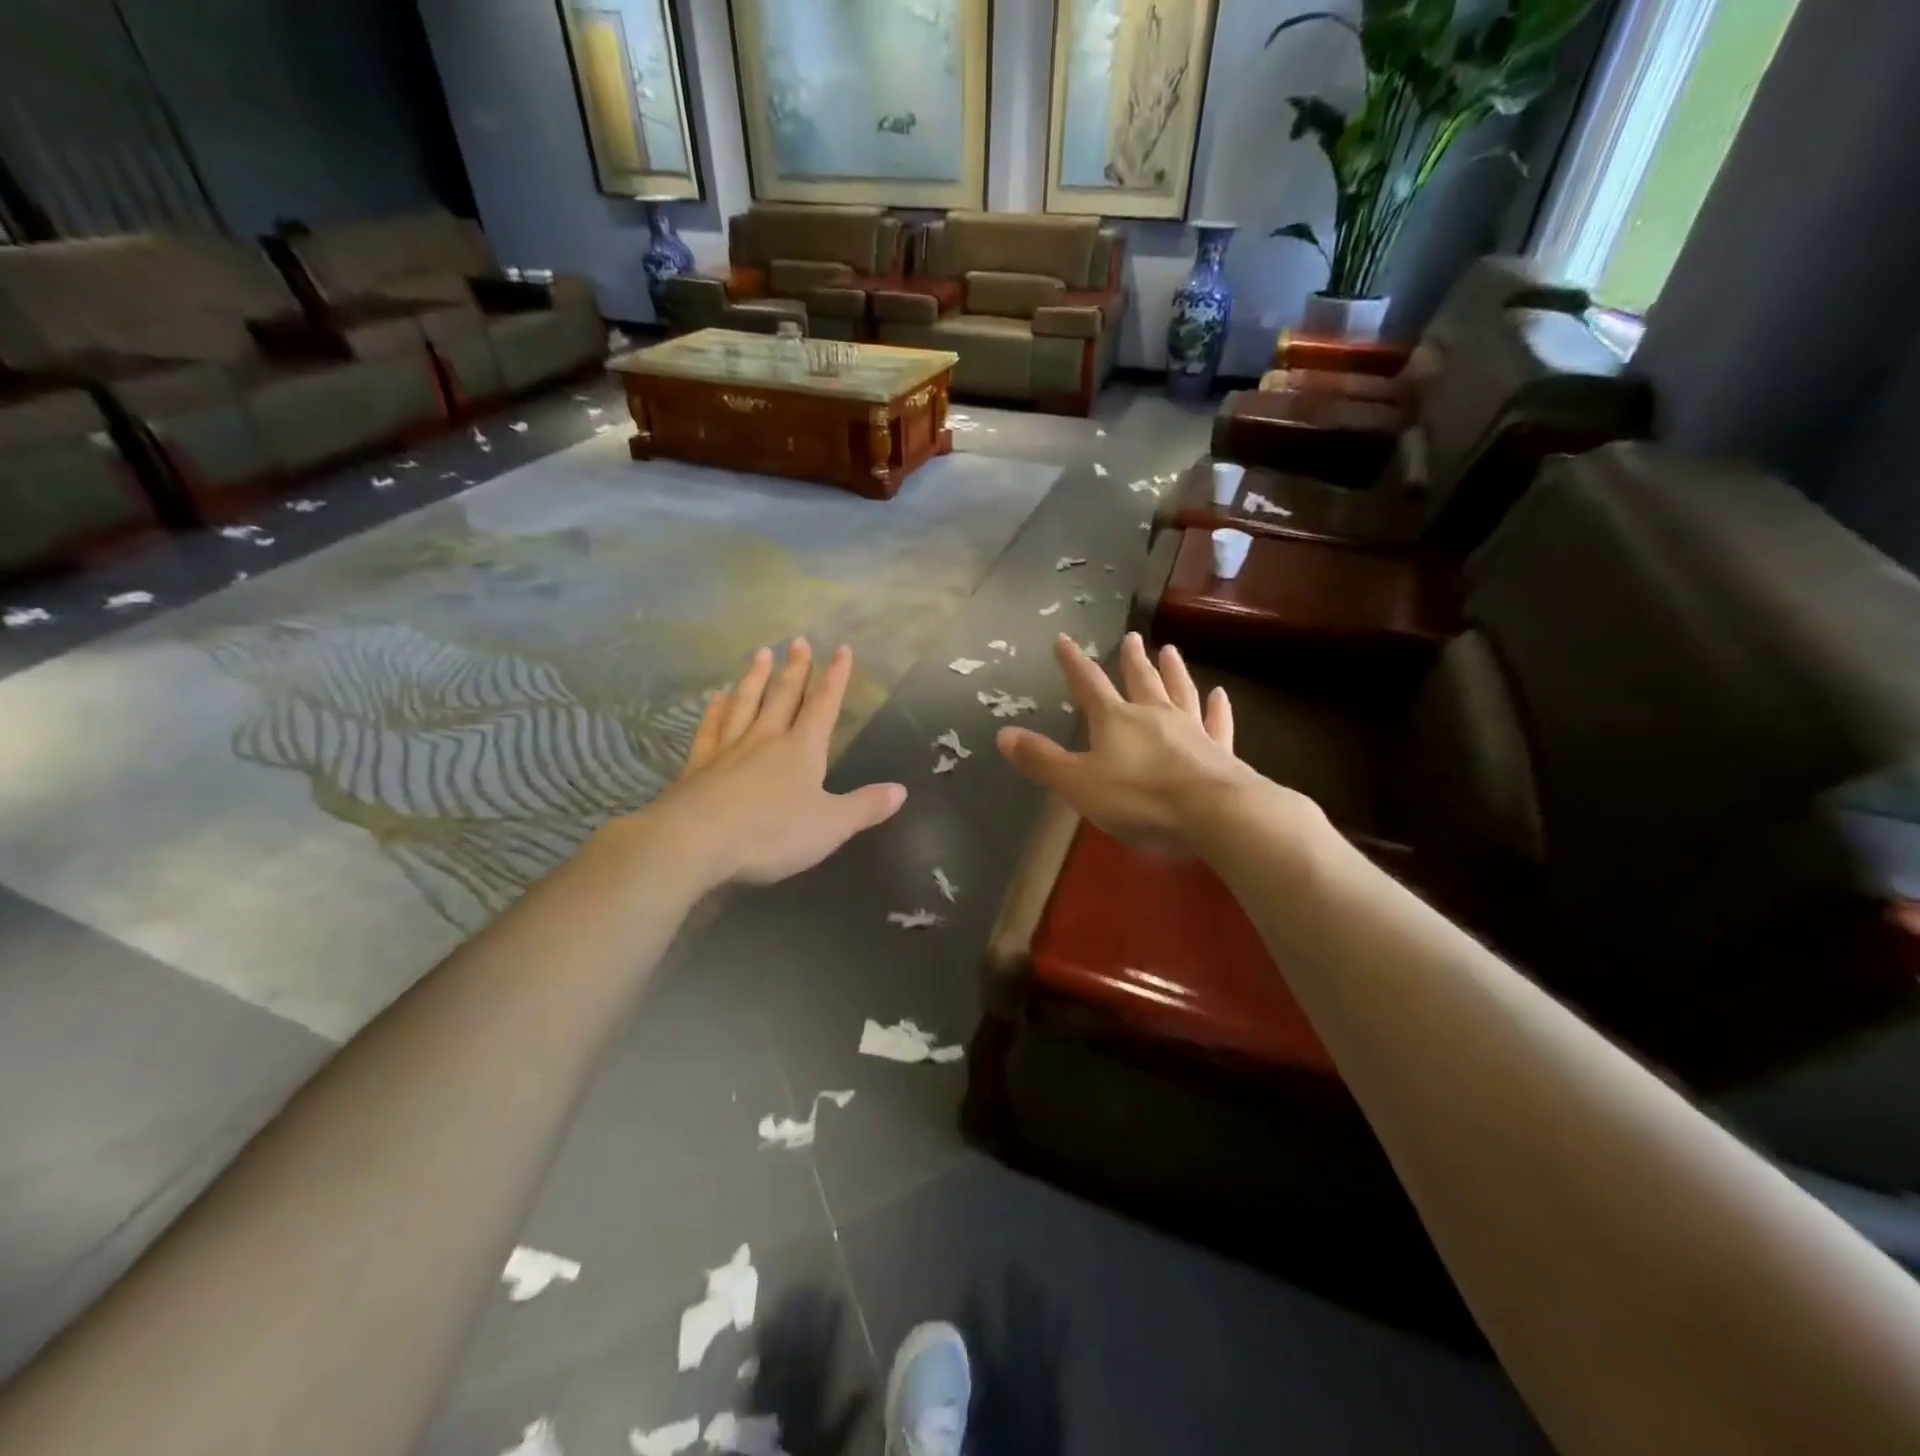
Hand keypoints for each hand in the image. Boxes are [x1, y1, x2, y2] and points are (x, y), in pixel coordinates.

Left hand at [642, 639, 906, 887]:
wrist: (696, 842)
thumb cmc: (772, 832)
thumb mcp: (831, 825)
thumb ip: (865, 807)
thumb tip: (901, 790)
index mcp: (802, 750)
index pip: (823, 706)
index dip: (835, 678)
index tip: (841, 649)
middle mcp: (766, 740)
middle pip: (783, 696)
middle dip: (795, 669)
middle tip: (797, 640)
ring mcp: (729, 750)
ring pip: (745, 704)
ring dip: (754, 678)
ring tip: (759, 653)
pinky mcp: (698, 768)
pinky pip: (710, 731)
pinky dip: (714, 712)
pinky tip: (716, 699)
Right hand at [997, 633, 1269, 848]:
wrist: (1212, 813)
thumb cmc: (1138, 798)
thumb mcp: (1077, 783)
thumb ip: (1041, 759)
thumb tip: (1003, 734)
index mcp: (1115, 720)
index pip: (1088, 684)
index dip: (1073, 662)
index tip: (1063, 639)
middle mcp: (1153, 715)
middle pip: (1140, 680)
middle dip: (1131, 659)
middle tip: (1132, 637)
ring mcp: (1191, 730)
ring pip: (1180, 692)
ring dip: (1173, 671)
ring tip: (1170, 650)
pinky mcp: (1220, 750)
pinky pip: (1217, 722)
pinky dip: (1218, 708)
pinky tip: (1220, 694)